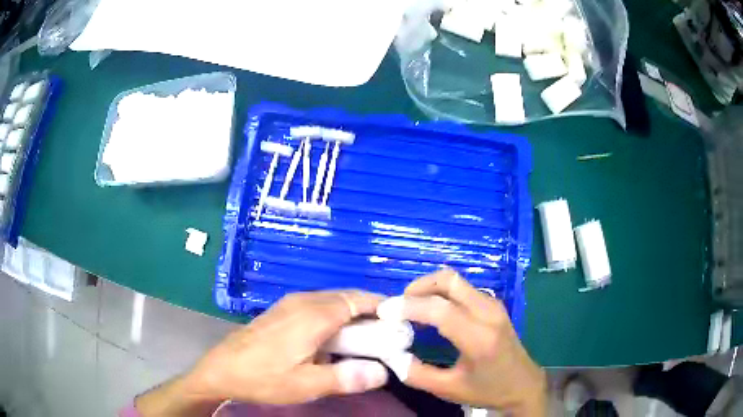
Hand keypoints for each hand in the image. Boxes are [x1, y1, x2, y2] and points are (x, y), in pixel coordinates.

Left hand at [136, 291, 388, 415]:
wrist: (222, 369)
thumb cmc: (264, 378)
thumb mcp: (305, 385)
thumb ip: (346, 378)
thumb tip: (384, 372)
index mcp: (313, 315)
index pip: (357, 300)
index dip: (381, 306)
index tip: (398, 321)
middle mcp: (303, 301)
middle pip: (346, 298)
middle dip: (369, 312)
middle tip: (385, 334)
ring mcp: (289, 304)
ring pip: (331, 301)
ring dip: (352, 314)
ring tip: (365, 338)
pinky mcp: (281, 311)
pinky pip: (317, 306)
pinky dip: (334, 317)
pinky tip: (334, 339)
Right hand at [401, 269, 546, 415]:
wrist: (524, 385)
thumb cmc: (488, 390)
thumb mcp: (448, 389)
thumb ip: (415, 373)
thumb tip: (390, 353)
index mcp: (479, 337)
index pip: (440, 310)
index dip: (408, 306)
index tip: (385, 312)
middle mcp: (489, 313)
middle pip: (450, 280)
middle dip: (419, 286)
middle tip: (399, 305)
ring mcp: (494, 306)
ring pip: (457, 281)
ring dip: (430, 288)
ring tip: (411, 308)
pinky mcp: (495, 305)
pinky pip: (464, 289)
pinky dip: (443, 292)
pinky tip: (432, 310)